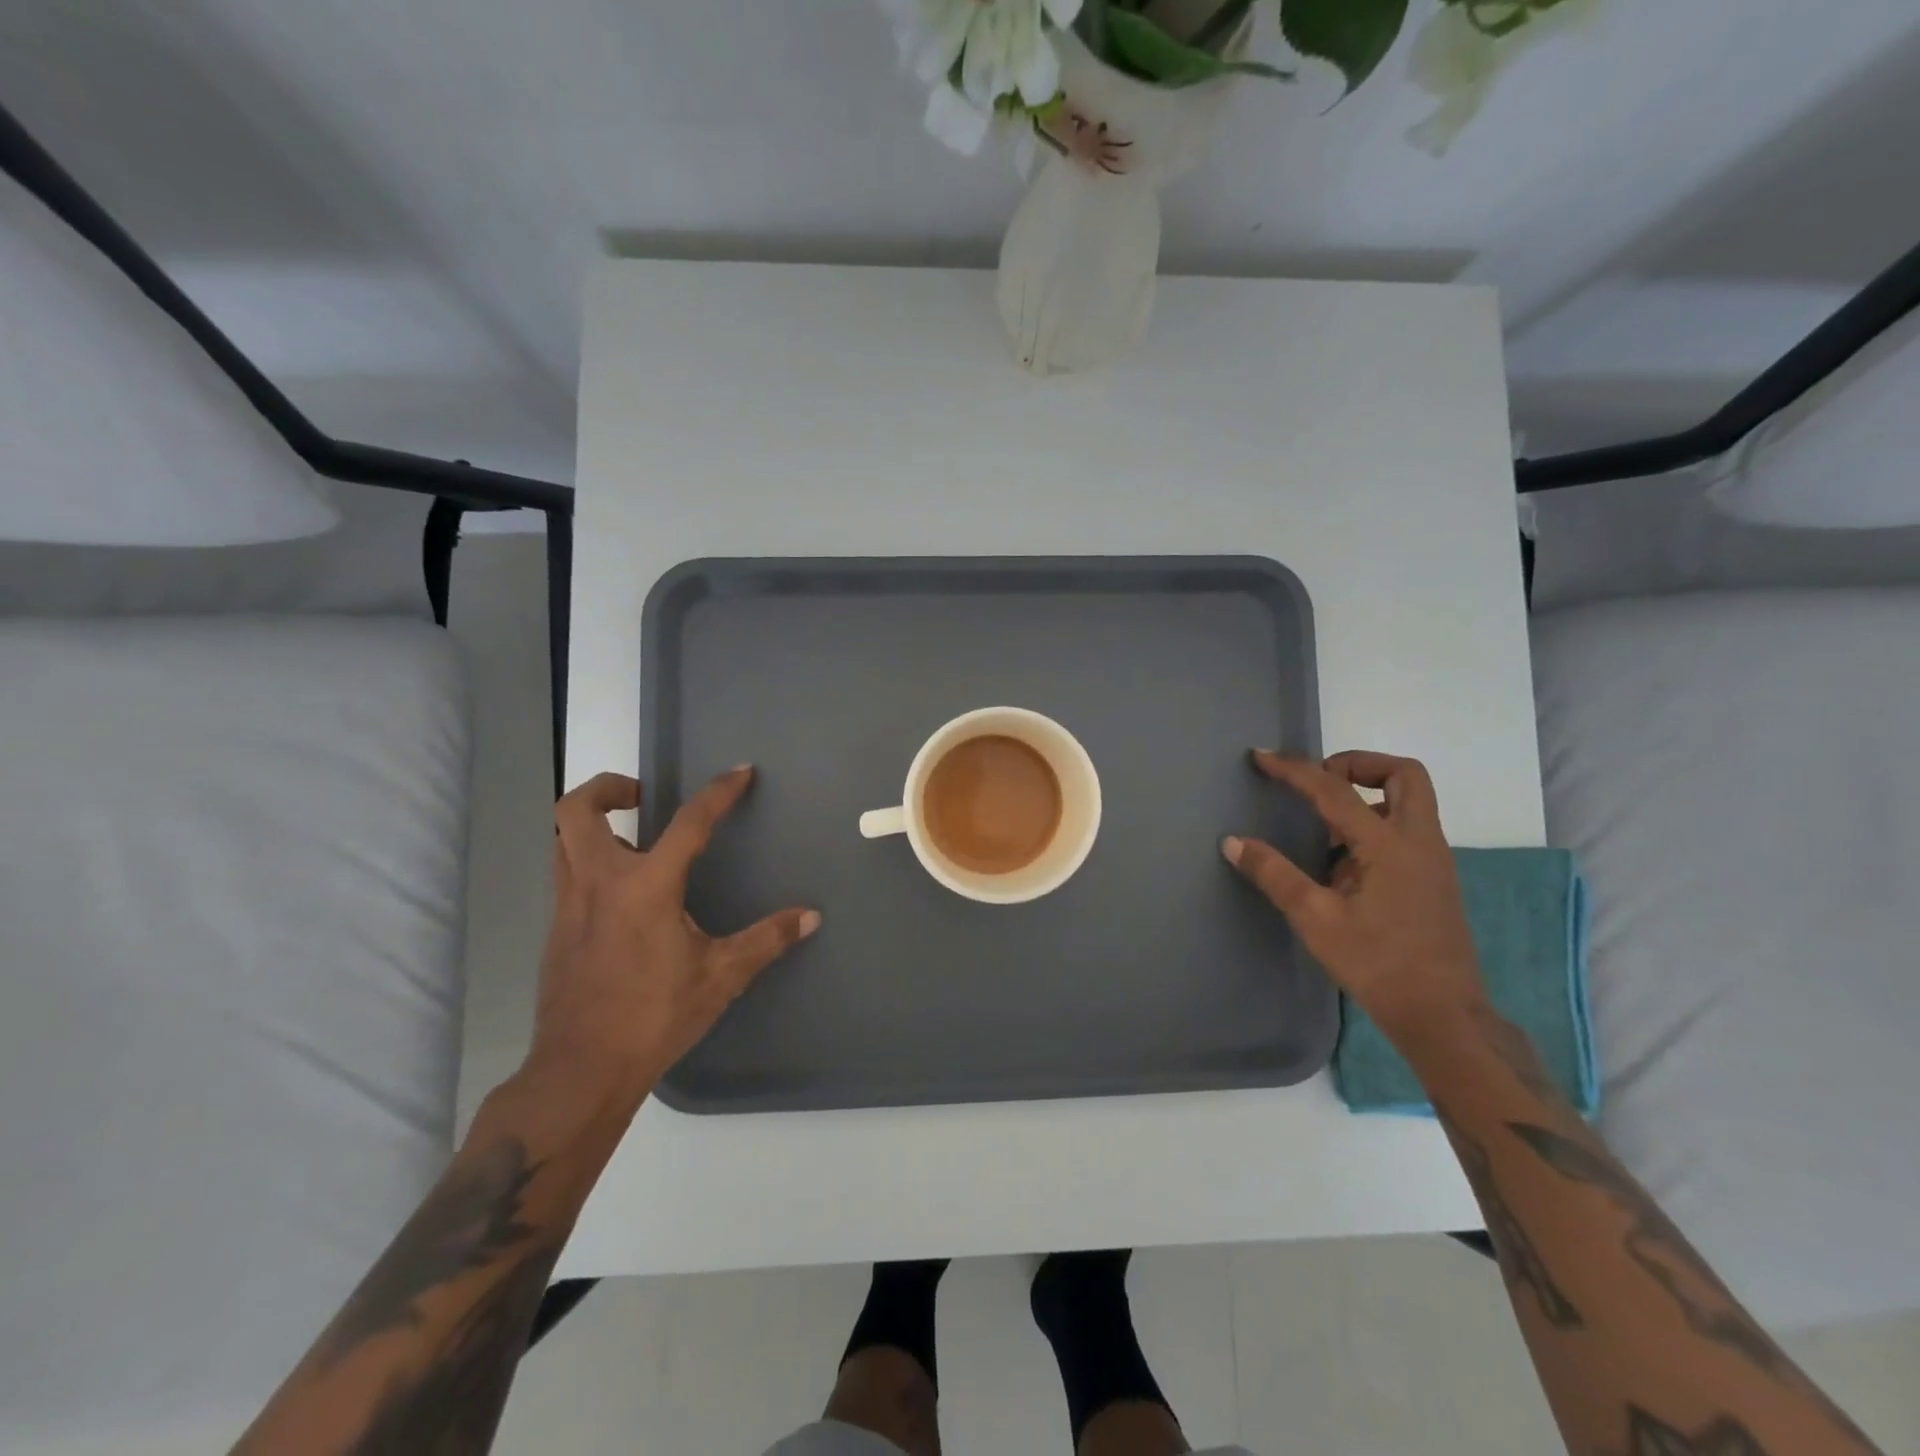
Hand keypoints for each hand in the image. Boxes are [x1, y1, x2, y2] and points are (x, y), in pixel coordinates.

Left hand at [526, 767, 819, 1108]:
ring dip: (592, 823)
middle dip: (608, 787)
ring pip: (562, 839)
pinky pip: (565, 873)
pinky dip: (588, 860)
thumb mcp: (721, 977)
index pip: (688, 823)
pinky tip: (623, 893)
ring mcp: (569, 905)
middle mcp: (599, 884)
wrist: (581, 1070)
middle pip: (577, 810)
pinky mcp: (557, 930)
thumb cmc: (654, 1017)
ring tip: (632, 838)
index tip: (740, 772)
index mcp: (645, 888)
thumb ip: (766, 940)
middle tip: (642, 796)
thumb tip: (810, 917)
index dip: (718, 792)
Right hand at [1223, 750, 1486, 1046]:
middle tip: (1319, 782)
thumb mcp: (1315, 919)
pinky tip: (1341, 861)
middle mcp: (1419, 841)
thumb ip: (1274, 874)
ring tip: (1322, 823)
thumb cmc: (1377, 964)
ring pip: (1409, 800)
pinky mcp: (1432, 879)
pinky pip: (1405, 828)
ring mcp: (1432, 860)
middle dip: (1357, 765)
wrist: (1442, 1015)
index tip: (1262, 758)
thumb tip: (1233, 842)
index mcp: (1390, 846)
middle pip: (1403, 774)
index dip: (1295, 769)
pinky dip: (1373, 823)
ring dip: (1367, 793)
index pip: (1336, 791)